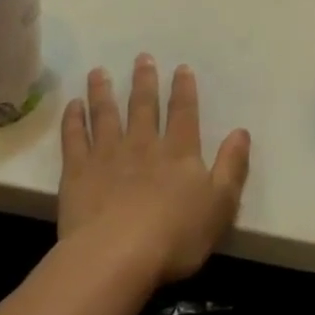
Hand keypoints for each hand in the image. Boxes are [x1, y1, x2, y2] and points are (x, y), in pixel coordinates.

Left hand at [58, 55, 249, 284]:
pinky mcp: (77, 173)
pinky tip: (72, 105)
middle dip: (144, 81)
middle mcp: (144, 144)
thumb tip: (242, 131)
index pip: (184, 113)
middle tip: (142, 57)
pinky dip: (73, 120)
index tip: (181, 68)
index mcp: (179, 152)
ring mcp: (107, 156)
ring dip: (103, 92)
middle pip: (143, 106)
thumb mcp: (220, 204)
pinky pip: (74, 139)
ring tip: (99, 71)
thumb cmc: (175, 236)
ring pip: (106, 115)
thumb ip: (232, 166)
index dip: (184, 90)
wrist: (116, 257)